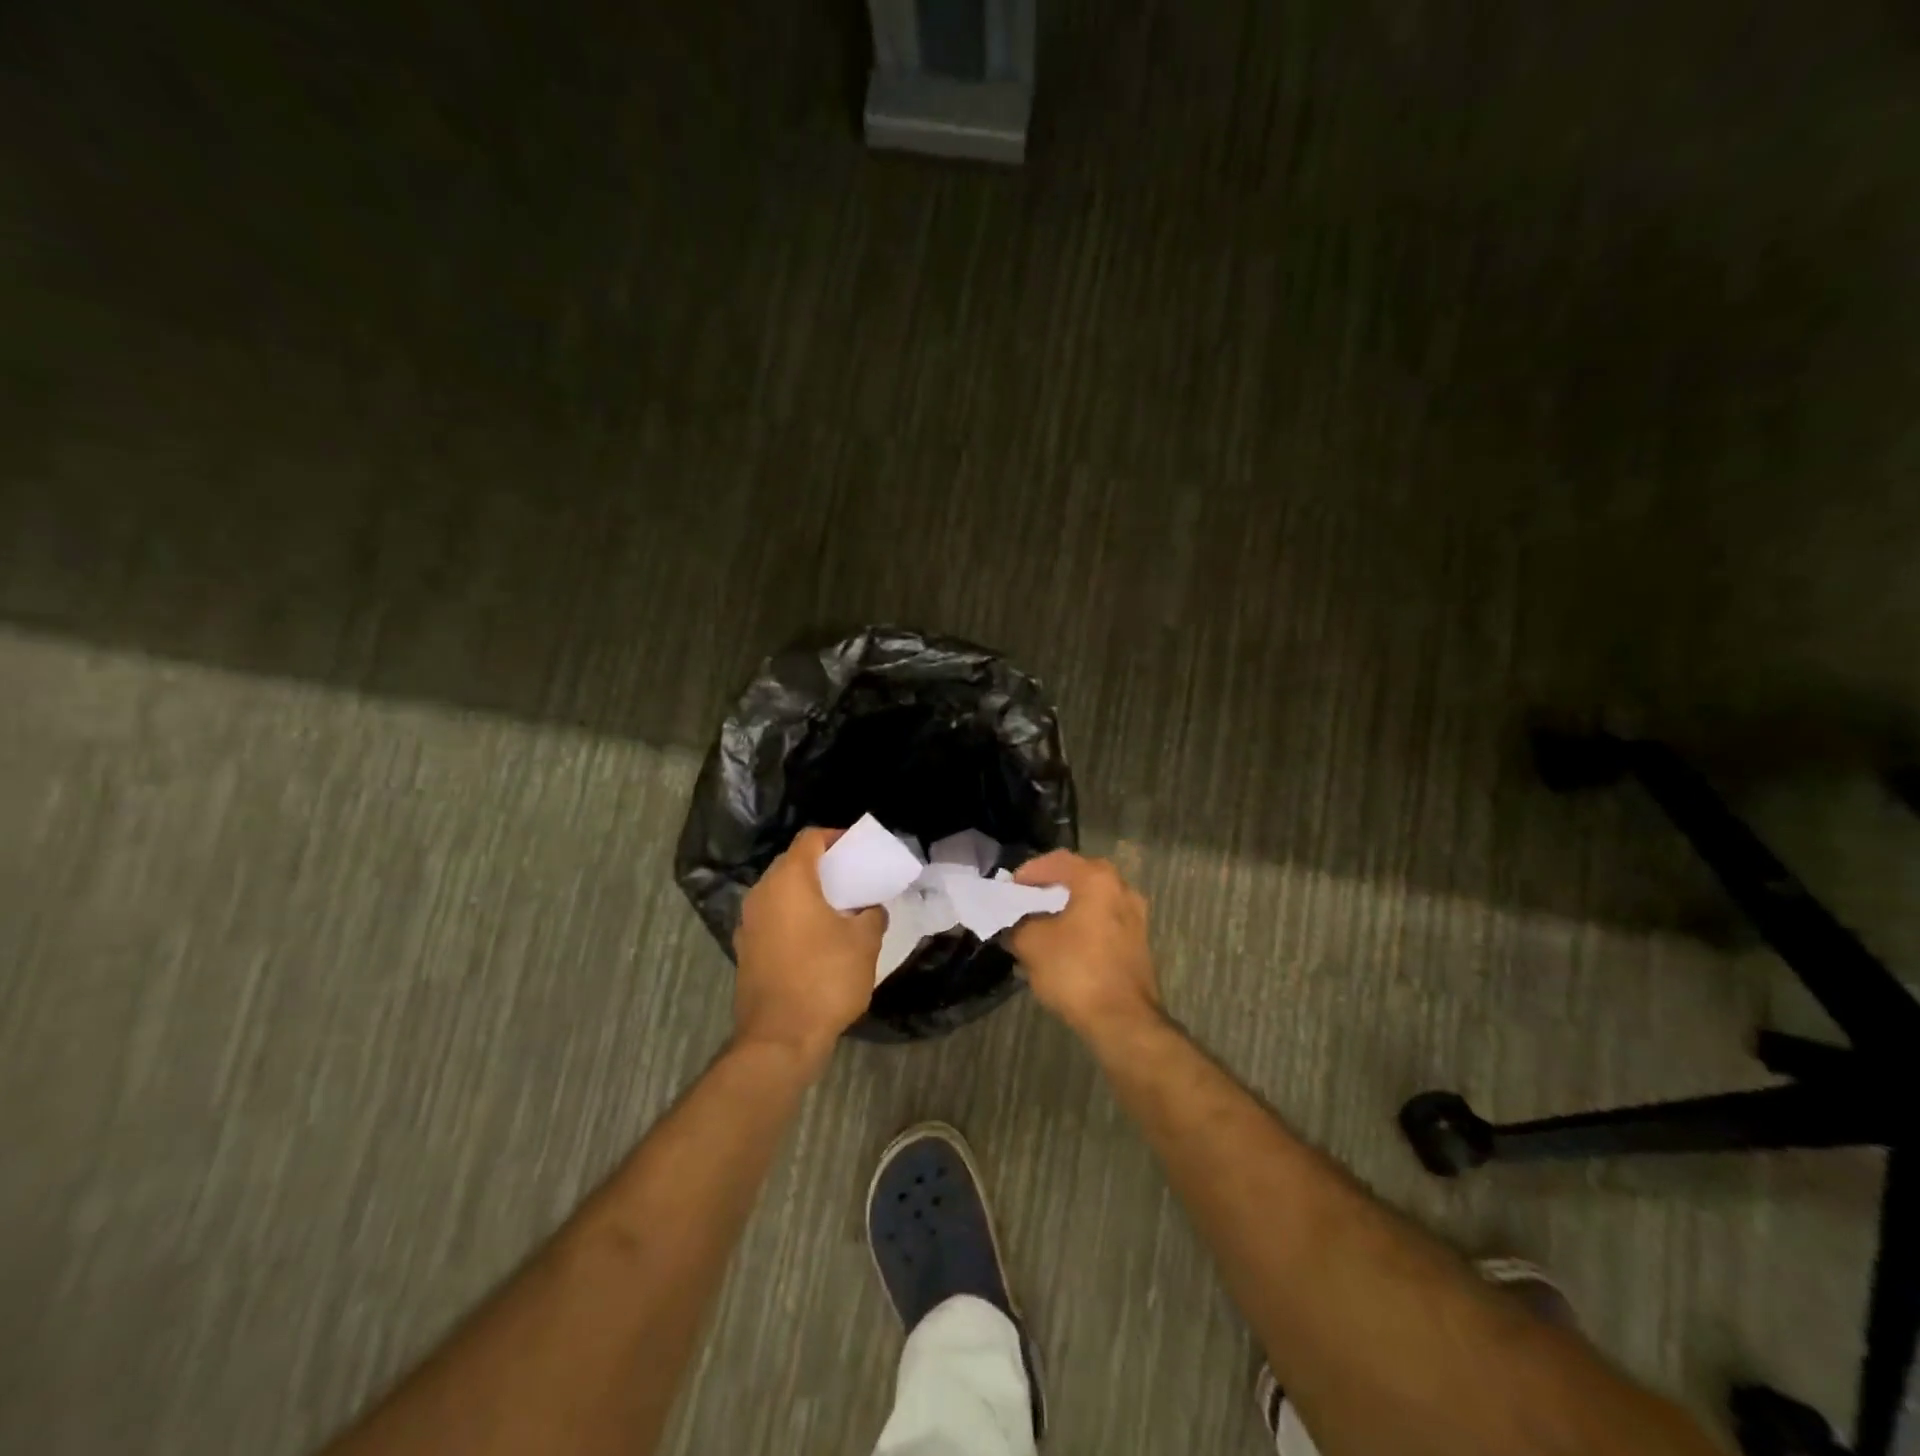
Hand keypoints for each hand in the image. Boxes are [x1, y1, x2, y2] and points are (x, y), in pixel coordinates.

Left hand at [732, 828, 883, 1073]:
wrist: (780, 1038)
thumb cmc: (825, 978)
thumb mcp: (864, 943)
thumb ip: (871, 915)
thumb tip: (870, 910)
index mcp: (789, 881)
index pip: (810, 839)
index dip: (835, 837)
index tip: (857, 848)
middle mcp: (762, 894)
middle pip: (792, 864)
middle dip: (822, 866)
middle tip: (852, 878)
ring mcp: (748, 924)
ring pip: (780, 893)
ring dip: (806, 894)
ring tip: (838, 909)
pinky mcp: (745, 950)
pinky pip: (772, 919)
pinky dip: (793, 918)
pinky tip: (816, 939)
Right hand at [1008, 850, 1160, 1038]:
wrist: (1123, 1020)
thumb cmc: (1075, 970)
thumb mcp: (1031, 944)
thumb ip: (1016, 925)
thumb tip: (1012, 925)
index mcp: (1098, 880)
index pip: (1058, 861)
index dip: (1030, 871)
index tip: (1011, 887)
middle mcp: (1122, 889)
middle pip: (1080, 877)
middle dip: (1051, 886)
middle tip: (1026, 899)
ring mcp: (1136, 917)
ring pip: (1094, 901)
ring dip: (1068, 907)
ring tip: (1042, 923)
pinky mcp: (1138, 943)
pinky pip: (1104, 922)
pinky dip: (1083, 925)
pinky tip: (1064, 944)